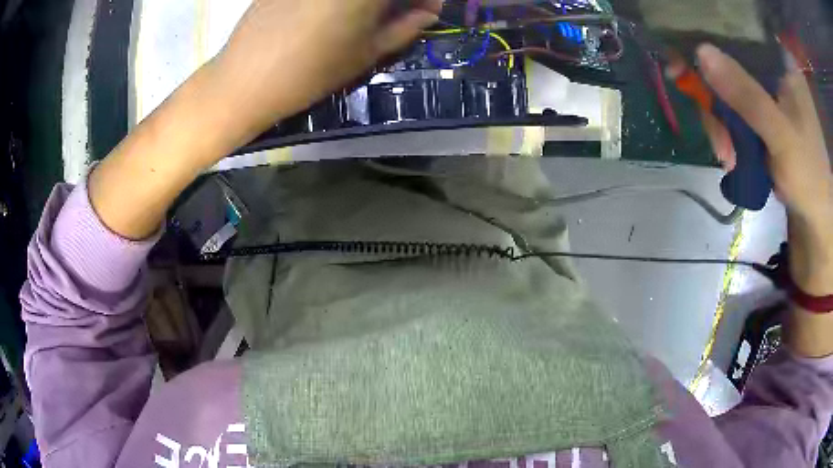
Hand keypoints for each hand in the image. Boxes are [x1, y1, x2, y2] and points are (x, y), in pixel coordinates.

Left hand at [211, 0, 442, 145]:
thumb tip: (428, 12)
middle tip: (401, 11)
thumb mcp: (367, 53)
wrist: (244, 81)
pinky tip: (332, 10)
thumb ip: (405, 27)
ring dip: (371, 1)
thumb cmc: (310, 72)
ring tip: (369, 14)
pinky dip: (337, 0)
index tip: (427, 9)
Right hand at [697, 44, 832, 356]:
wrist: (815, 220)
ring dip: (722, 125)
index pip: (738, 36)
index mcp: (782, 64)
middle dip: (717, 102)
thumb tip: (700, 52)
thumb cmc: (808, 176)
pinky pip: (735, 113)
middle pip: (730, 66)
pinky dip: (729, 135)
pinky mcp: (763, 117)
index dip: (710, 46)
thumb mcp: (780, 135)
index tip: (684, 65)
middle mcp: (773, 72)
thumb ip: (747, 95)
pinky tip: (732, 158)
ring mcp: (768, 95)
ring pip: (729, 92)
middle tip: (716, 136)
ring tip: (727, 159)